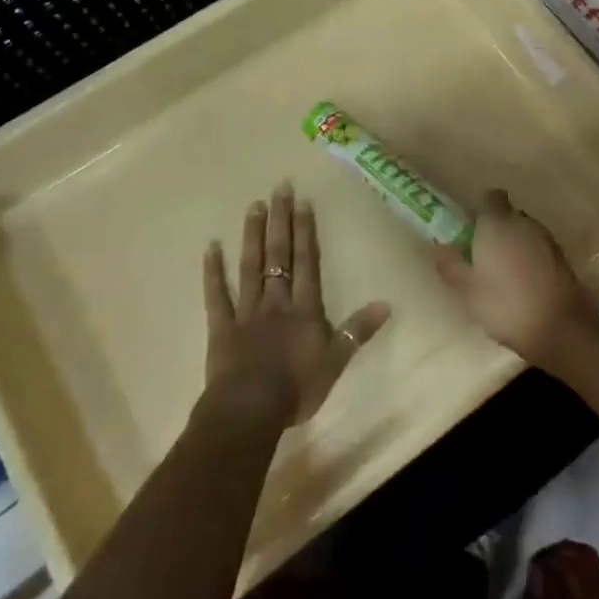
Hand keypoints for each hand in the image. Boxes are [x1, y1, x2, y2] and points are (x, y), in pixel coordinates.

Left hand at [202, 186, 389, 424]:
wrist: (250, 410)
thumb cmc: (296, 388)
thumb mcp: (336, 362)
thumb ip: (358, 331)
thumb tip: (387, 303)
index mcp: (304, 308)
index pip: (307, 262)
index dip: (306, 231)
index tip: (303, 202)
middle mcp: (276, 300)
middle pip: (278, 254)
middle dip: (280, 221)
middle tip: (278, 189)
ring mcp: (246, 311)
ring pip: (250, 266)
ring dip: (252, 235)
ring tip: (253, 206)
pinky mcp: (222, 326)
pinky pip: (217, 295)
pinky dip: (213, 271)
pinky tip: (211, 247)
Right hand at [433, 190, 595, 365]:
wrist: (560, 328)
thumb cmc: (505, 304)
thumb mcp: (467, 290)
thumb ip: (451, 265)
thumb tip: (441, 249)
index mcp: (497, 223)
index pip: (490, 197)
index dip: (480, 209)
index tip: (470, 228)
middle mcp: (523, 222)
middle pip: (508, 214)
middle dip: (497, 228)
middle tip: (483, 254)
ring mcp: (547, 239)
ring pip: (525, 232)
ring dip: (515, 244)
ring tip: (504, 272)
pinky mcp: (563, 258)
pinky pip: (540, 249)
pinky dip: (531, 259)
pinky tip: (525, 284)